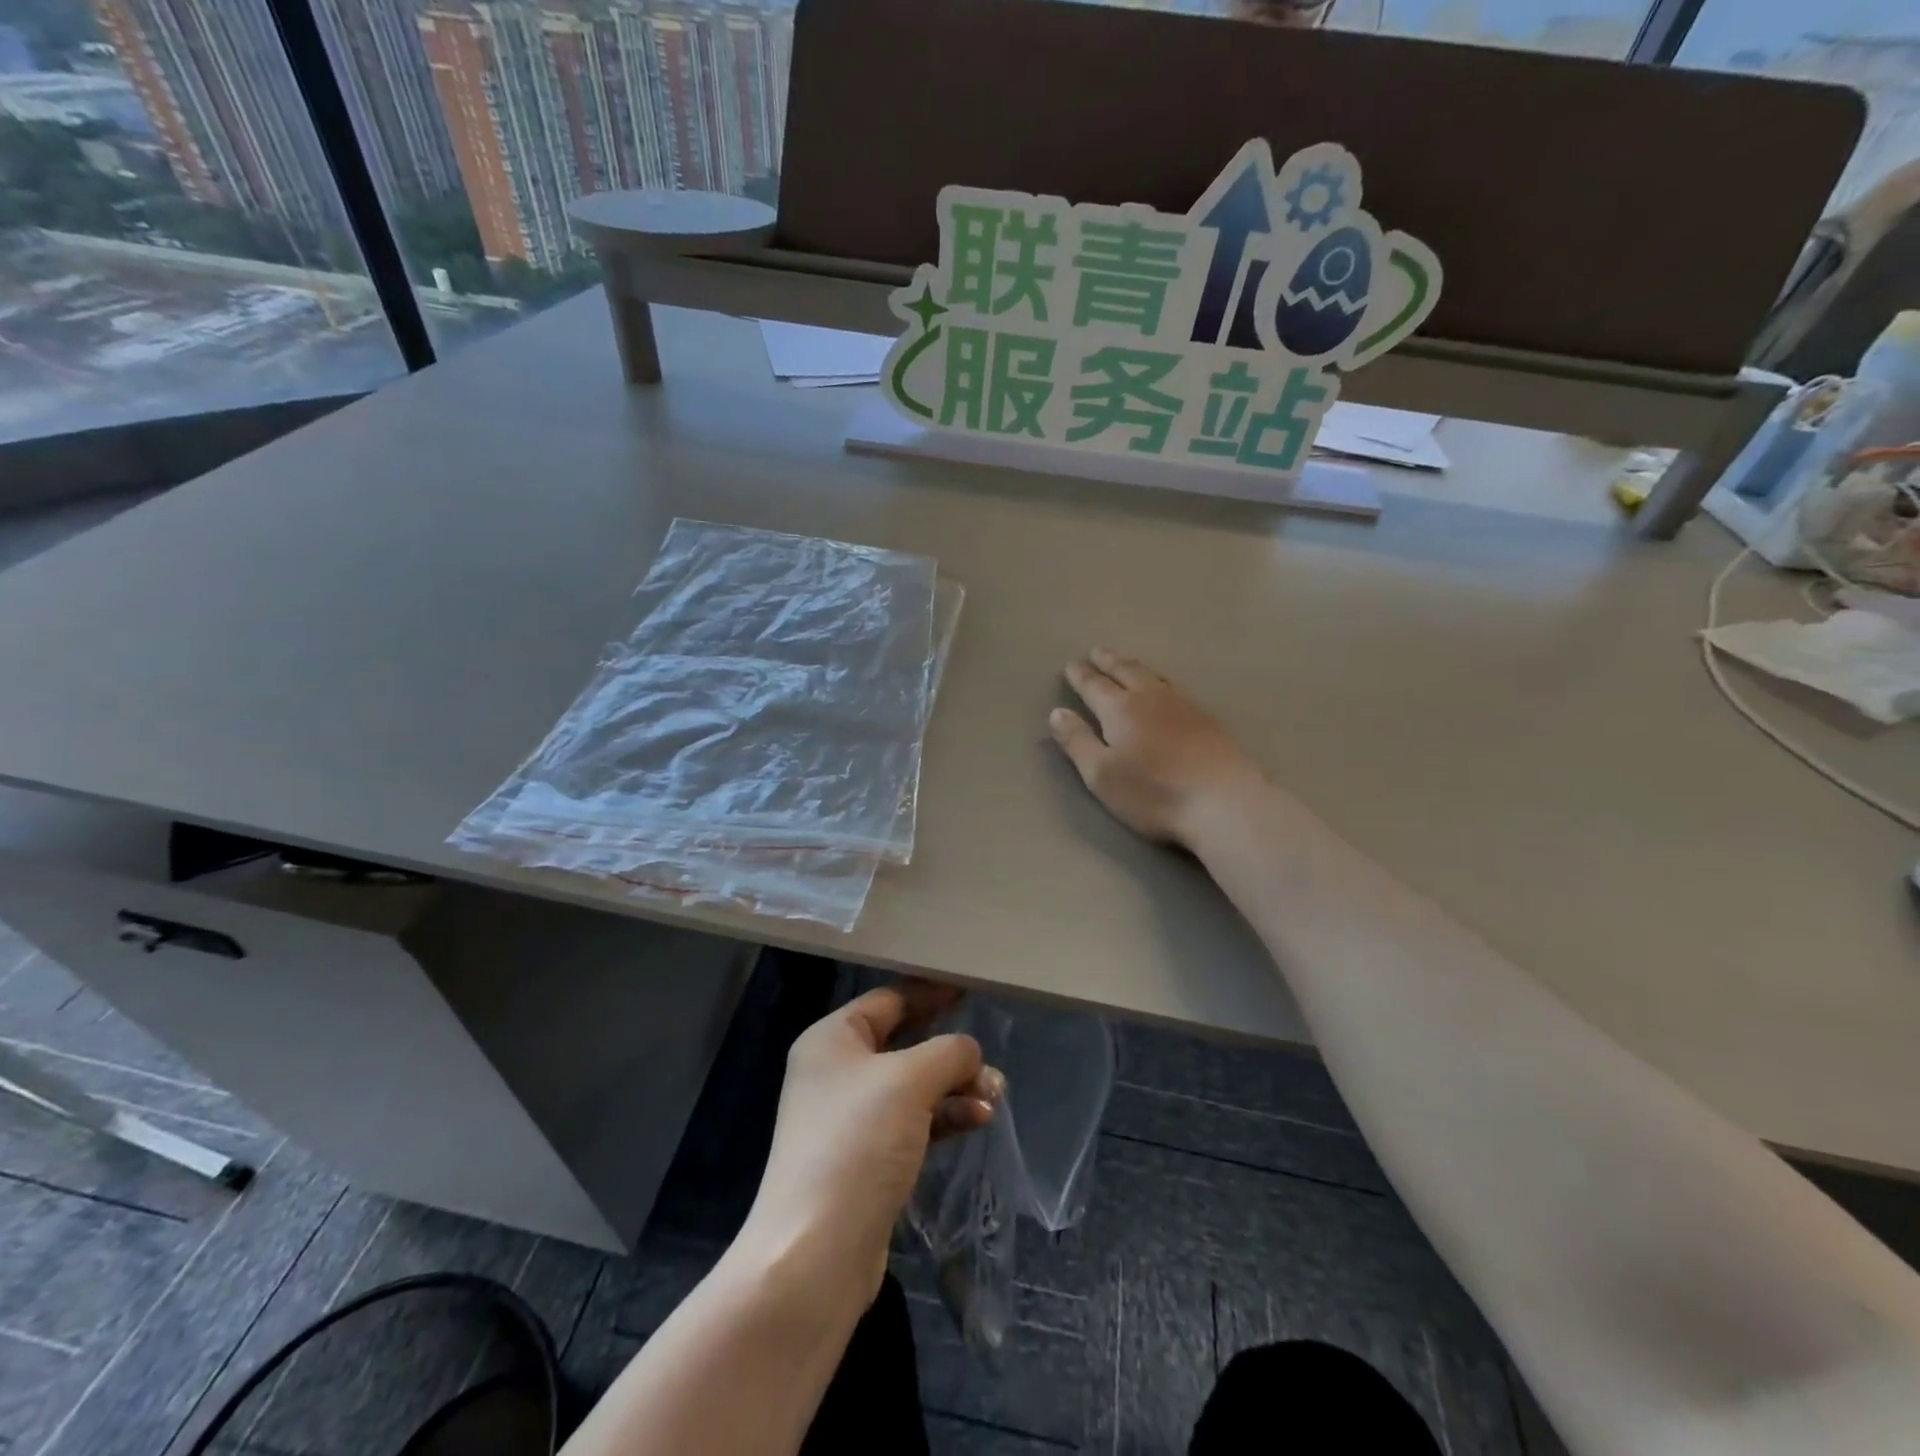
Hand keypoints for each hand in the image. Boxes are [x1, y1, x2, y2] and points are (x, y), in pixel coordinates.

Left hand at [741, 982, 1002, 1308]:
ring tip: (995, 1094)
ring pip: (914, 1086)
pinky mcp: (867, 1159)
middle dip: (950, 1050)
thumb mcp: (909, 1081)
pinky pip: (914, 1122)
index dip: (930, 992)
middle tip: (989, 1053)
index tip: (970, 988)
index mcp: (832, 1039)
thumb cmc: (858, 1144)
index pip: (888, 999)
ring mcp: (850, 1119)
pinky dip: (945, 1117)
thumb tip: (969, 1051)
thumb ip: (948, 1052)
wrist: (815, 1255)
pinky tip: (978, 1120)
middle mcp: (836, 1072)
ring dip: (955, 1086)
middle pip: (904, 1043)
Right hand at [1051, 649, 1266, 846]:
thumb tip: (1057, 712)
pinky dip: (1159, 680)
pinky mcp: (1207, 719)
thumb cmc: (1153, 792)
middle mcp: (1150, 697)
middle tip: (1097, 651)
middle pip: (1125, 671)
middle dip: (1108, 661)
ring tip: (1125, 662)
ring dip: (1134, 666)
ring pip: (1153, 675)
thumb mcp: (1101, 774)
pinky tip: (1163, 688)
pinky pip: (1174, 687)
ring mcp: (1183, 705)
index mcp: (1120, 709)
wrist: (1223, 802)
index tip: (1072, 665)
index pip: (1094, 686)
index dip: (1081, 676)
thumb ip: (1077, 742)